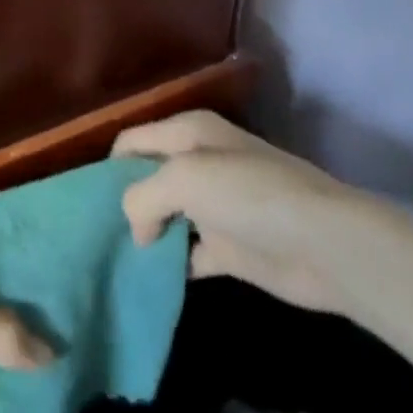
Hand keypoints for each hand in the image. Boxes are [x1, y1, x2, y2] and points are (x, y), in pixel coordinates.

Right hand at [114, 108, 383, 314]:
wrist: (325, 244)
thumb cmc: (249, 196)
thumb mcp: (183, 179)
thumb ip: (142, 196)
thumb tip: (138, 230)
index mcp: (187, 132)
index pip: (132, 141)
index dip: (110, 167)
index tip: (88, 203)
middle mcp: (199, 162)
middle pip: (147, 178)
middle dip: (124, 203)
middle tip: (96, 236)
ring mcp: (216, 206)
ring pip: (166, 216)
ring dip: (146, 235)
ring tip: (114, 260)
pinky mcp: (230, 247)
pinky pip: (188, 252)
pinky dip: (172, 264)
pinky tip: (152, 280)